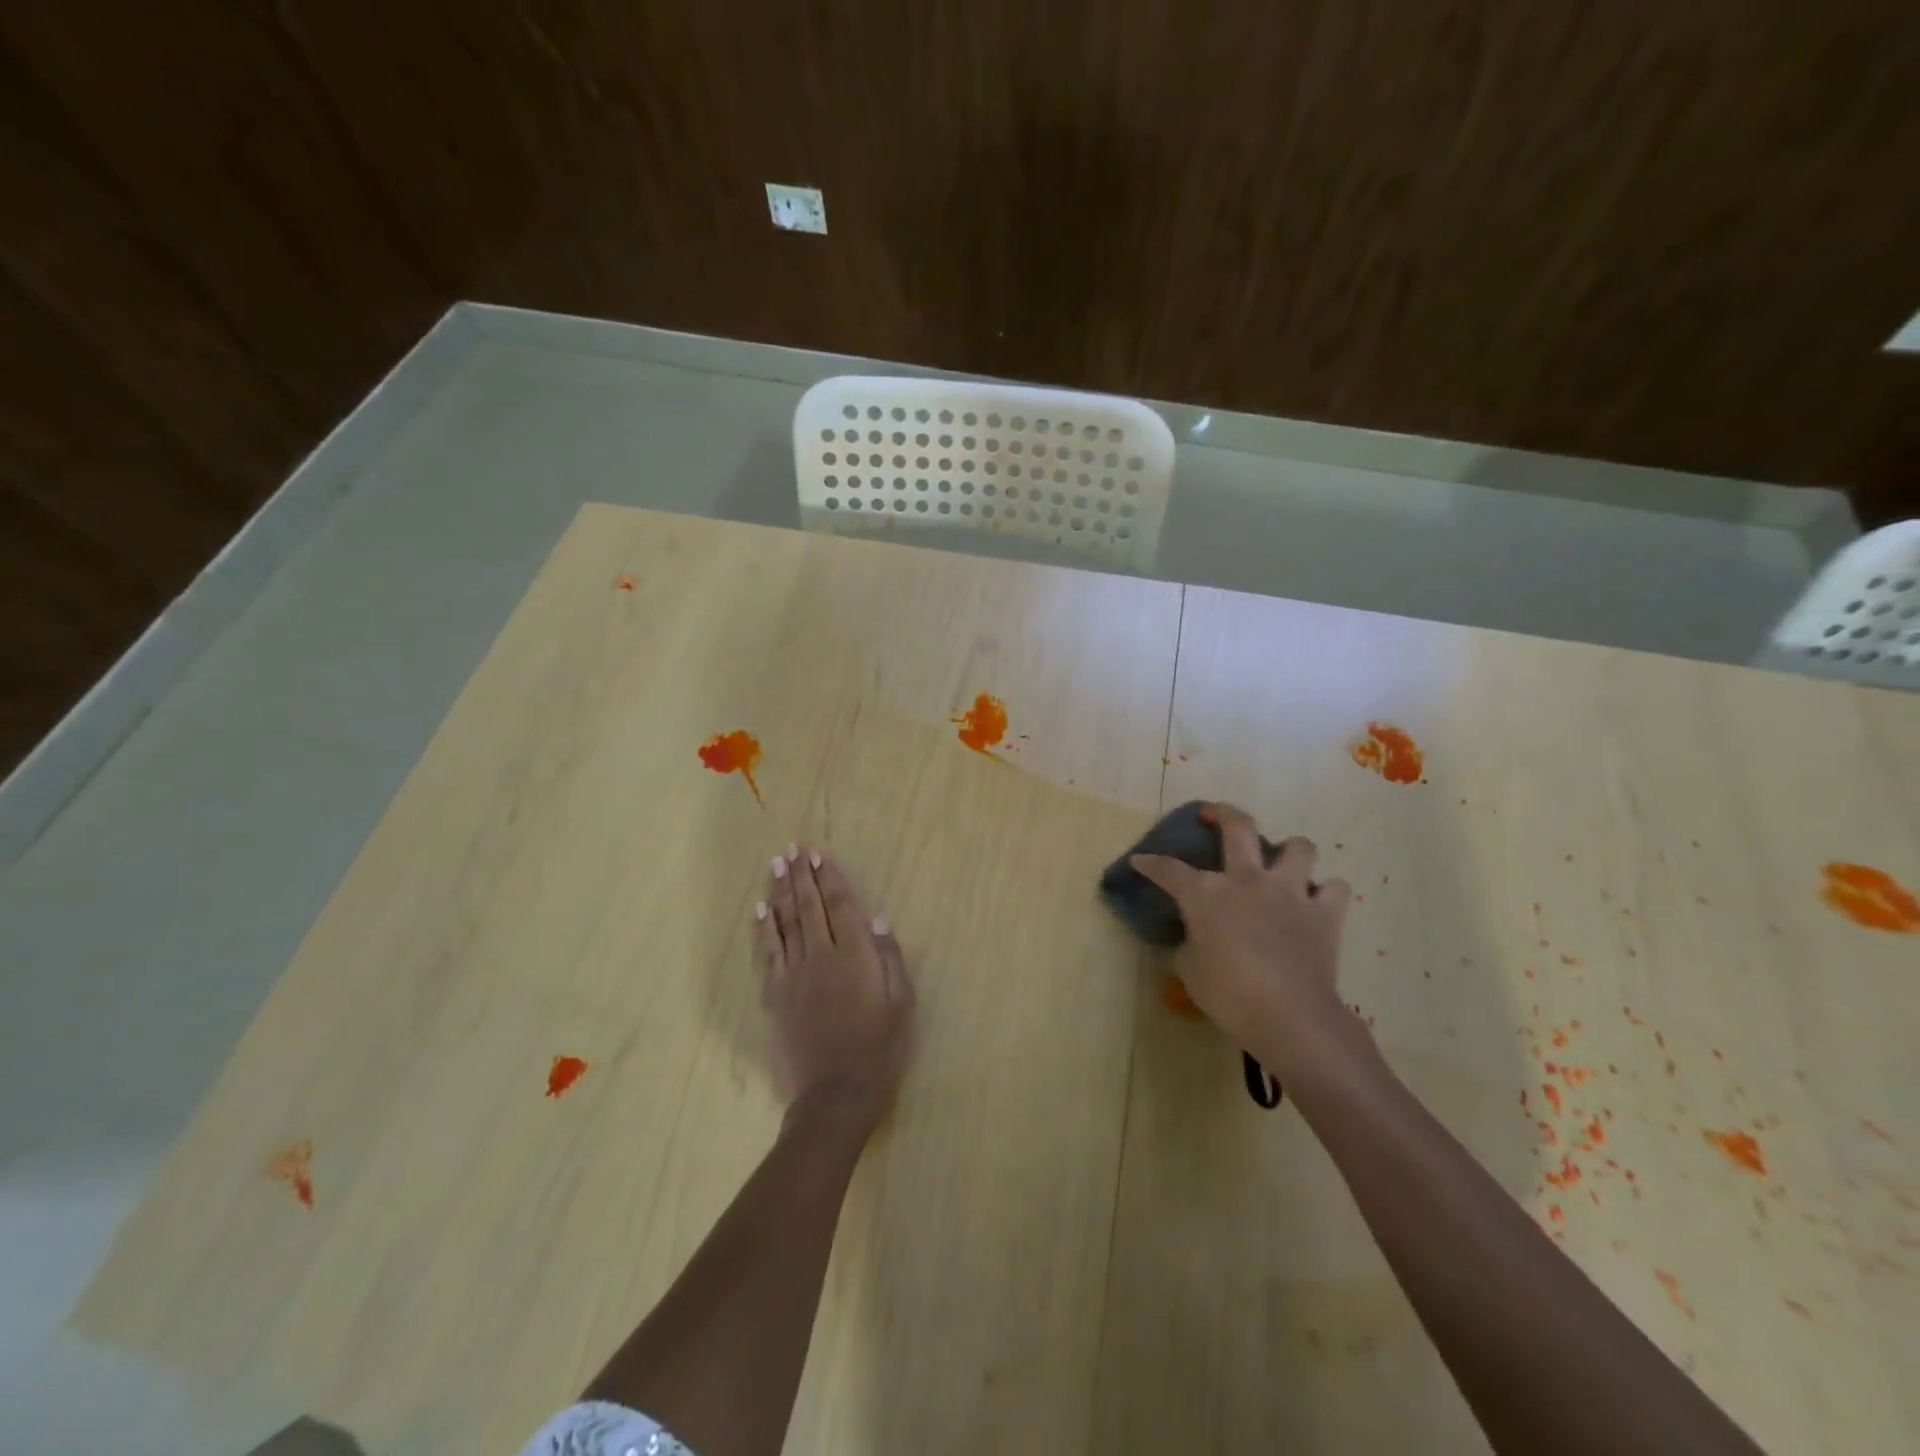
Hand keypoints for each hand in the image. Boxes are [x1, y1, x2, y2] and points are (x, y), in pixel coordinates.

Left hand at [757, 843, 915, 1129]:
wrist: (836, 1094)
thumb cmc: (879, 1048)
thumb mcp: (900, 1003)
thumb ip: (889, 959)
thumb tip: (878, 920)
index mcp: (855, 955)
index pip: (839, 906)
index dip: (829, 877)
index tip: (819, 854)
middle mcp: (821, 956)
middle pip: (809, 906)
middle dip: (802, 874)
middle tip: (793, 847)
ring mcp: (794, 974)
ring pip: (785, 922)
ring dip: (781, 891)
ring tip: (776, 865)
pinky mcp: (776, 994)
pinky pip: (767, 953)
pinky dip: (763, 928)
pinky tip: (760, 909)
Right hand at [1131, 803, 1353, 1073]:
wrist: (1288, 1016)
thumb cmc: (1228, 995)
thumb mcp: (1190, 970)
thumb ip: (1192, 942)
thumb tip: (1200, 937)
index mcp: (1206, 893)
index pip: (1168, 869)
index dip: (1150, 864)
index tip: (1139, 862)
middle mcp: (1248, 879)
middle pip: (1238, 826)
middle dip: (1222, 813)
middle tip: (1213, 815)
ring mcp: (1290, 892)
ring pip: (1299, 847)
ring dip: (1290, 851)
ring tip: (1282, 864)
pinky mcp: (1324, 914)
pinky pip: (1335, 888)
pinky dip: (1326, 893)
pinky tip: (1316, 903)